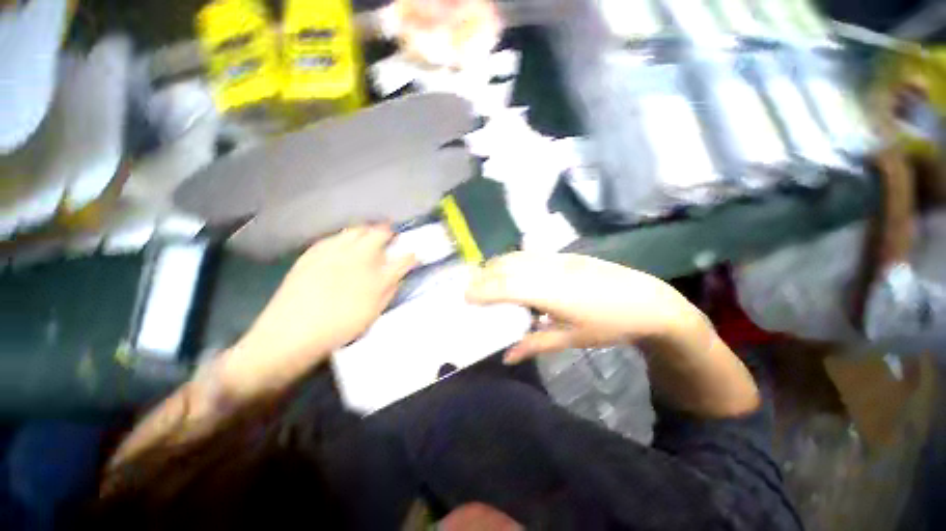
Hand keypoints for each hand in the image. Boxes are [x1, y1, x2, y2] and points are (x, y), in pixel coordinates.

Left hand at [221, 225, 416, 398]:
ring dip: (367, 231)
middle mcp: (359, 259)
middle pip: (379, 234)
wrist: (292, 332)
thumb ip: (388, 292)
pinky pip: (334, 237)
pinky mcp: (314, 252)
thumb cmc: (339, 328)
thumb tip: (396, 277)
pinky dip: (344, 237)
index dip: (411, 256)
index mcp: (378, 278)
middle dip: (388, 232)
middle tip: (390, 236)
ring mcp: (335, 252)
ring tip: (368, 237)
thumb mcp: (373, 314)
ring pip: (356, 230)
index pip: (403, 260)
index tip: (413, 255)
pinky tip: (342, 245)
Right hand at [466, 252, 705, 362]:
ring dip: (496, 266)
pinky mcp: (564, 255)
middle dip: (484, 276)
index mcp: (550, 293)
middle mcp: (549, 270)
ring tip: (485, 280)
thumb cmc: (608, 324)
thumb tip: (506, 356)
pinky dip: (512, 261)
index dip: (482, 290)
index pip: (506, 286)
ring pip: (516, 257)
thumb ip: (534, 344)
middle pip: (506, 267)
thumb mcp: (570, 339)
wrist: (647, 301)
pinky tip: (510, 271)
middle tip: (470, 290)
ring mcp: (557, 259)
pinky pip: (529, 254)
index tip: (466, 298)